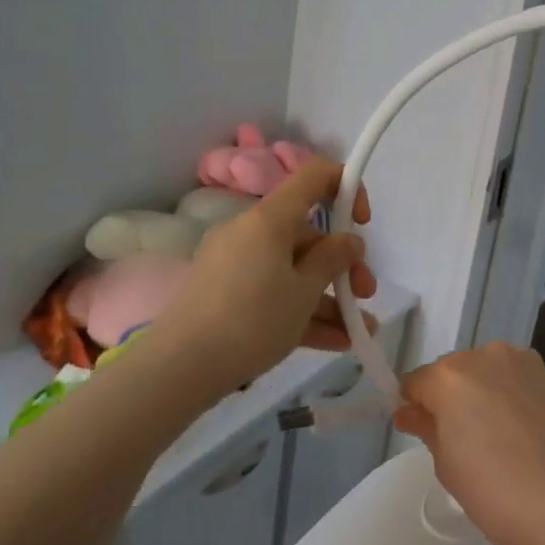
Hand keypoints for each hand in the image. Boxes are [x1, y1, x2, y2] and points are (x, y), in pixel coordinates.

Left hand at [153, 157, 374, 400]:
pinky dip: (302, 312)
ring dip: (329, 297)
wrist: (179, 369)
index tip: (362, 222)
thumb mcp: (304, 291)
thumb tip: (349, 240)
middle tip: (365, 294)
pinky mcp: (226, 295)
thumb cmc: (251, 319)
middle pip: (308, 234)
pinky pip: (274, 292)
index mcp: (270, 218)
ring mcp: (236, 264)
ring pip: (294, 271)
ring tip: (358, 329)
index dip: (346, 187)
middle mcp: (251, 232)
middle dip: (342, 264)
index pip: (314, 175)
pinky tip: (335, 341)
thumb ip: (333, 260)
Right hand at [394, 341, 544, 544]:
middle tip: (458, 441)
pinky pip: (513, 379)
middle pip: (453, 372)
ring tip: (493, 439)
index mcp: (451, 375)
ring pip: (485, 372)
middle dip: (448, 398)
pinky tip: (518, 432)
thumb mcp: (448, 465)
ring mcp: (521, 362)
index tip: (418, 431)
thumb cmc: (497, 492)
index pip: (417, 382)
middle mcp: (485, 355)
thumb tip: (410, 411)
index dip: (414, 406)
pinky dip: (507, 396)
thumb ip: (427, 428)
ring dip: (480, 394)